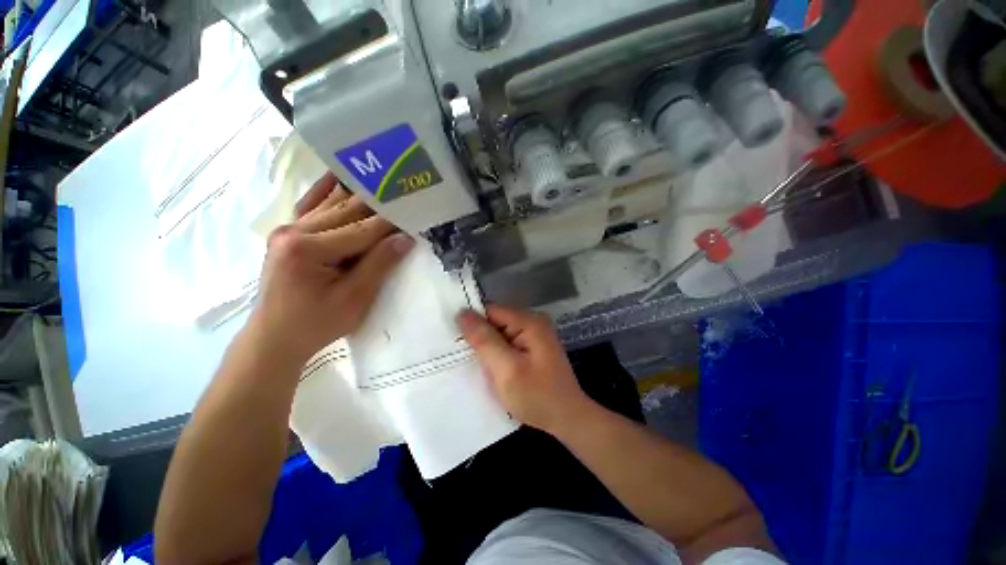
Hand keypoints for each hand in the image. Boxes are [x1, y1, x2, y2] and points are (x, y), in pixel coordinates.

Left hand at [248, 172, 413, 364]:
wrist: (274, 338)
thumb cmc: (316, 324)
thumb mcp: (354, 300)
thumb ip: (379, 265)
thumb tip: (405, 238)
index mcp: (308, 249)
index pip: (362, 230)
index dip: (392, 222)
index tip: (416, 211)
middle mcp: (294, 231)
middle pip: (347, 212)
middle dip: (380, 205)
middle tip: (406, 193)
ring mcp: (288, 229)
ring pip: (332, 205)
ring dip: (360, 196)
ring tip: (385, 182)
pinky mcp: (288, 234)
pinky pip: (311, 206)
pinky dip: (327, 191)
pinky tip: (338, 174)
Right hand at [457, 305, 594, 435]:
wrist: (567, 419)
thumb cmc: (537, 396)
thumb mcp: (506, 369)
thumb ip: (484, 340)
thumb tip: (462, 313)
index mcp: (529, 321)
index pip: (490, 310)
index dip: (471, 322)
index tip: (451, 337)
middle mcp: (532, 322)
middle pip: (495, 320)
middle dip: (478, 336)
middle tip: (459, 355)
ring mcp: (533, 335)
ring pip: (498, 333)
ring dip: (486, 347)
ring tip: (470, 363)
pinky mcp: (531, 347)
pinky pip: (506, 343)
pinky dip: (495, 353)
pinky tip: (487, 367)